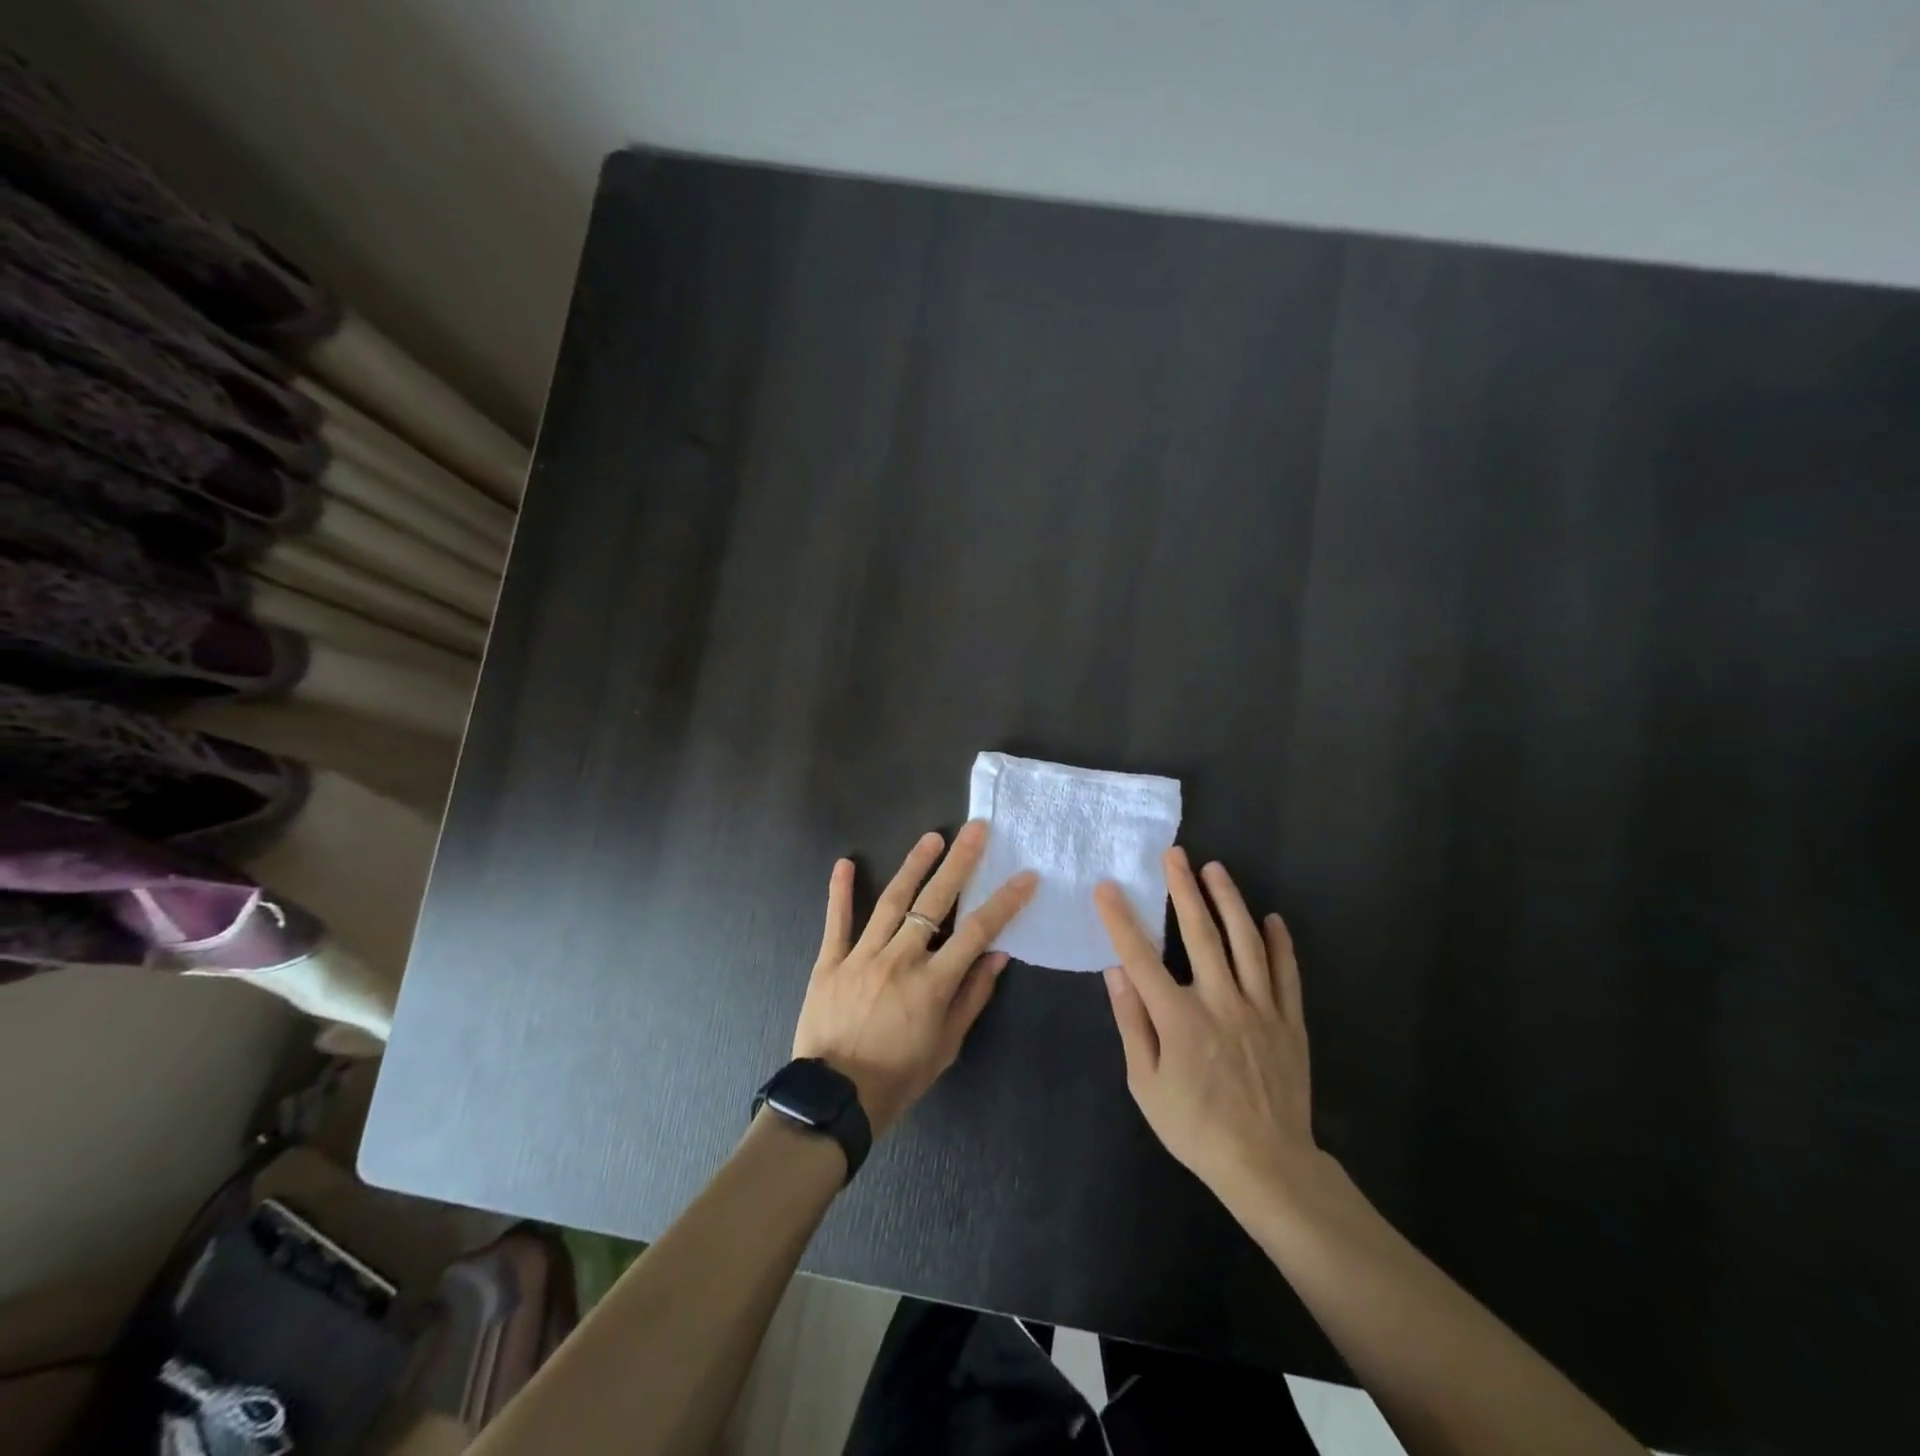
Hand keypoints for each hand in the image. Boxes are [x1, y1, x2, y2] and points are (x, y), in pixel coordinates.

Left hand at [793, 821, 1037, 1134]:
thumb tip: (998, 956)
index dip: (1003, 903)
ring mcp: (862, 957)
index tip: (1024, 876)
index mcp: (932, 983)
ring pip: (891, 902)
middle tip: (975, 829)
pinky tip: (845, 863)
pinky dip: (840, 892)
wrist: (834, 1099)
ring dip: (913, 866)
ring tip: (932, 837)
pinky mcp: (830, 962)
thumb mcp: (946, 1046)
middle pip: (934, 902)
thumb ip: (972, 997)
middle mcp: (900, 960)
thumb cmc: (898, 1077)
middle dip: (959, 863)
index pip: (976, 932)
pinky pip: (837, 922)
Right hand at [1096, 848, 1321, 1212]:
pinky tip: (1272, 919)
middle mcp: (1220, 1001)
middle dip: (1184, 889)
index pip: (1142, 956)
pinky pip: (1286, 973)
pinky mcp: (1289, 1022)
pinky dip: (1280, 943)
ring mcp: (1260, 1009)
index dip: (1121, 919)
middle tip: (1175, 854)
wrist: (1268, 1165)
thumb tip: (1115, 972)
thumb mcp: (1146, 1084)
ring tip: (1216, 869)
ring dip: (1229, 901)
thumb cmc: (1196, 1127)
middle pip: (1200, 933)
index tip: (1106, 888)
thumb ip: (1132, 1022)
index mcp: (1179, 1018)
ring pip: (1246, 942)